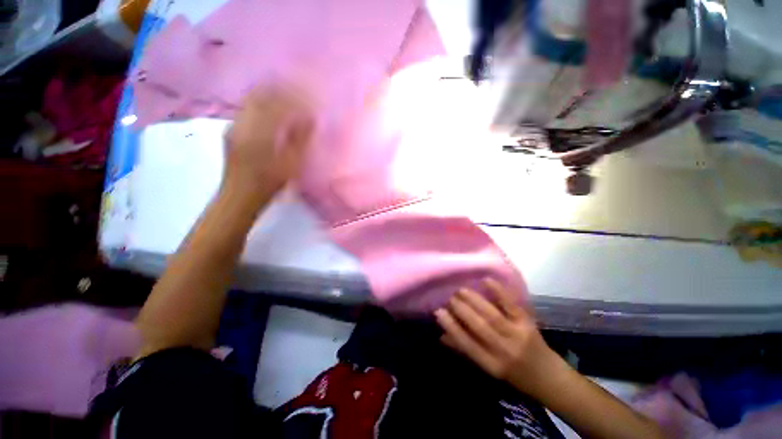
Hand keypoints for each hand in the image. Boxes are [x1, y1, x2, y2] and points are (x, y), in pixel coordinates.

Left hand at [224, 86, 313, 198]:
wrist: (240, 195)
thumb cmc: (269, 182)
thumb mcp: (290, 164)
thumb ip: (300, 139)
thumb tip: (310, 118)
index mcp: (261, 131)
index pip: (279, 104)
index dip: (295, 96)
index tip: (309, 94)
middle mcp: (244, 122)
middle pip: (262, 95)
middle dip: (281, 88)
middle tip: (297, 88)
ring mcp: (235, 124)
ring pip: (252, 99)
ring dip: (269, 93)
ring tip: (285, 92)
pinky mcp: (232, 130)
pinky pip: (247, 108)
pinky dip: (260, 102)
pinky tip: (270, 107)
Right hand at [434, 279, 562, 398]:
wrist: (548, 377)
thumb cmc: (514, 375)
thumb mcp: (488, 368)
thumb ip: (464, 350)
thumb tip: (441, 335)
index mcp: (491, 364)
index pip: (466, 343)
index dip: (451, 326)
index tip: (438, 311)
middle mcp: (504, 350)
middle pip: (479, 326)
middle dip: (461, 309)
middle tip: (449, 297)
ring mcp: (517, 335)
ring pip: (491, 315)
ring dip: (473, 300)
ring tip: (460, 290)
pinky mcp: (528, 323)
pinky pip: (511, 305)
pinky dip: (498, 291)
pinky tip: (486, 281)